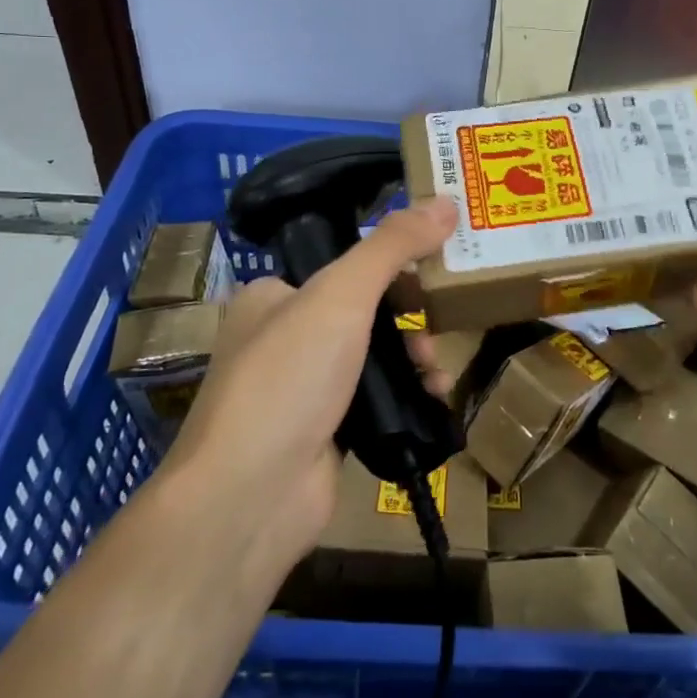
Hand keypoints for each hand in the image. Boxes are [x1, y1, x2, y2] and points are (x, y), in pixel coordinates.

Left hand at [158, 197, 458, 575]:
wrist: (250, 496)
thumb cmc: (289, 377)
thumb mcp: (342, 294)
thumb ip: (393, 245)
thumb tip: (446, 201)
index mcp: (273, 295)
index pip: (343, 264)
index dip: (392, 262)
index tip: (437, 264)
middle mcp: (284, 337)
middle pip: (364, 310)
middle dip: (409, 315)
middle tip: (439, 322)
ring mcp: (303, 388)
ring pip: (375, 357)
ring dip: (414, 357)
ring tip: (437, 369)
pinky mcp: (326, 432)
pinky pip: (378, 400)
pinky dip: (408, 396)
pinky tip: (434, 399)